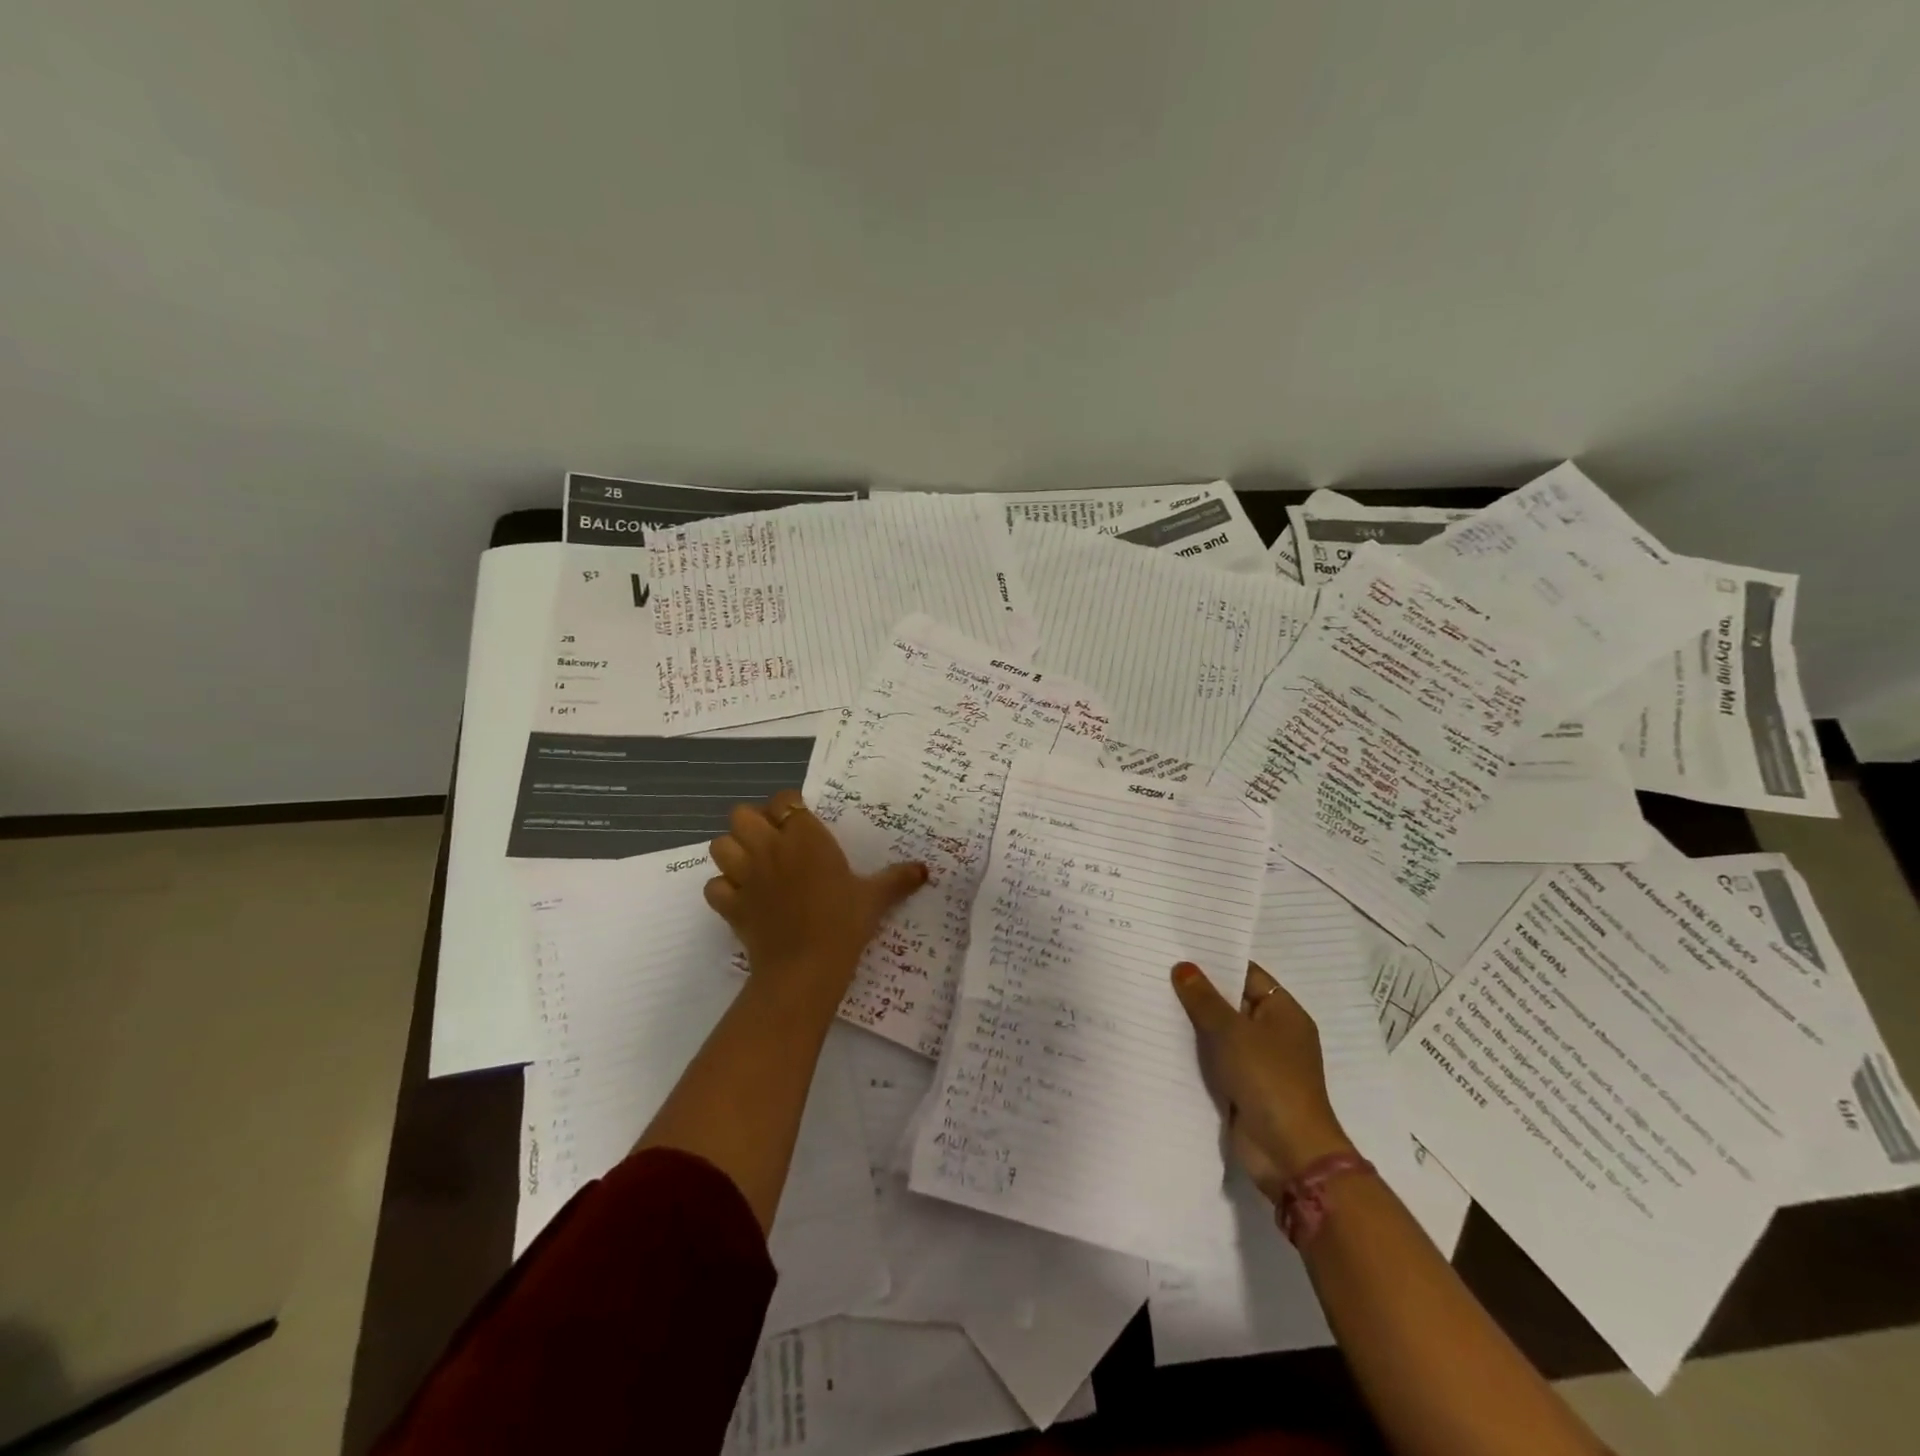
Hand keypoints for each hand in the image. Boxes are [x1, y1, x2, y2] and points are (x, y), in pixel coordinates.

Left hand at [706, 789, 927, 1003]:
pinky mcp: (729, 905)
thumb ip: (898, 879)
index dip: (789, 808)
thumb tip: (925, 869)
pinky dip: (723, 890)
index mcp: (805, 836)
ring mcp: (744, 876)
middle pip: (742, 815)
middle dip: (753, 824)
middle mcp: (769, 847)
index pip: (784, 800)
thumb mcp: (875, 898)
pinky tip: (741, 898)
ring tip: (752, 866)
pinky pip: (713, 887)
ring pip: (719, 846)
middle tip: (774, 842)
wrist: (805, 968)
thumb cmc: (843, 923)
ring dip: (733, 852)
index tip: (802, 823)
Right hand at [1172, 961, 1356, 1200]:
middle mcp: (1274, 1034)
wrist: (1289, 1153)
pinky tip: (1162, 1038)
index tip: (1179, 949)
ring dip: (1193, 1023)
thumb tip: (1183, 967)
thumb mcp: (1231, 1032)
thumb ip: (1204, 998)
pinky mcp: (1244, 1088)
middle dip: (1199, 991)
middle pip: (1232, 1002)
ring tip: (1152, 999)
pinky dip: (1195, 1052)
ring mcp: (1259, 1063)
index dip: (1216, 961)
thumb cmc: (1268, 1079)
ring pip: (1221, 1033)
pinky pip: (1216, 1060)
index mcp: (1284, 1012)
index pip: (1247, 974)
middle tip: (1157, 970)